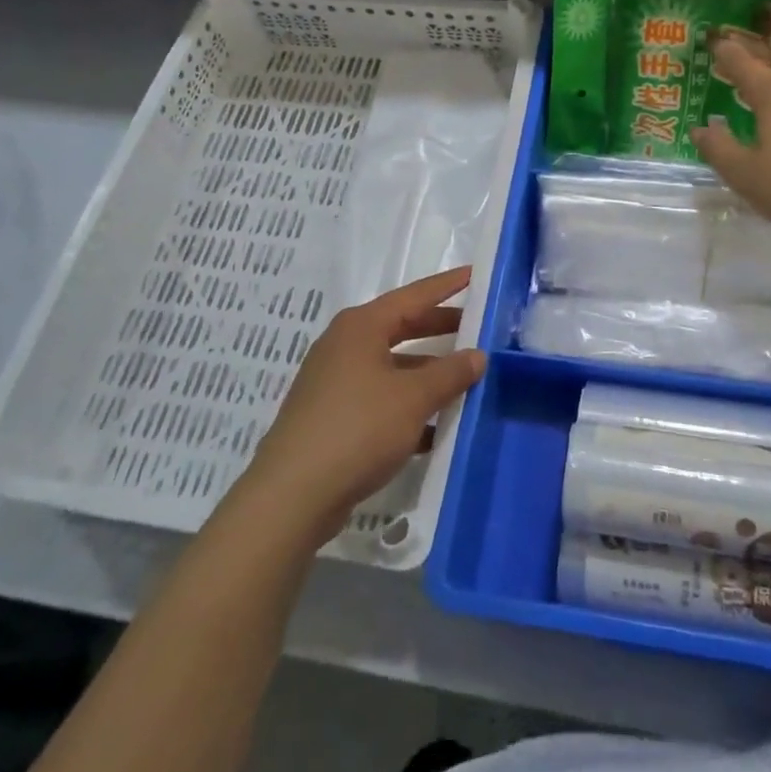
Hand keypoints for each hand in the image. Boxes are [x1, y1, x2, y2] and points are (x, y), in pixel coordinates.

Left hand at [238, 266, 485, 543]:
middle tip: (478, 327)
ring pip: (392, 366)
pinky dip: (408, 405)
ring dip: (427, 372)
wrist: (293, 495)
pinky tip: (436, 427)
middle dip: (440, 328)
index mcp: (361, 327)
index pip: (414, 296)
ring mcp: (335, 382)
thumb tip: (478, 355)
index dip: (447, 286)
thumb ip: (450, 373)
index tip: (476, 275)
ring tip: (465, 379)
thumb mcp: (414, 398)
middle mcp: (345, 345)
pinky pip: (381, 398)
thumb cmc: (358, 429)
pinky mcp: (333, 416)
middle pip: (402, 328)